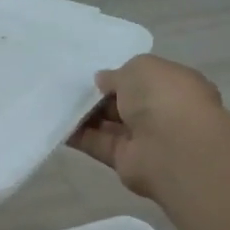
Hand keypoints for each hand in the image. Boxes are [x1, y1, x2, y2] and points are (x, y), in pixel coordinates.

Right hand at [69, 54, 225, 197]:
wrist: (172, 148)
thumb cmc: (164, 98)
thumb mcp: (140, 68)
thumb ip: (117, 74)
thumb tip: (103, 81)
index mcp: (174, 86)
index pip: (144, 79)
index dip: (120, 76)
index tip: (94, 74)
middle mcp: (161, 112)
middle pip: (124, 102)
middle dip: (99, 95)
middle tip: (69, 86)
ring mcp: (143, 138)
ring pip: (108, 124)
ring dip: (84, 115)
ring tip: (56, 101)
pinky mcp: (123, 160)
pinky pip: (96, 144)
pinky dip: (77, 135)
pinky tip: (56, 123)